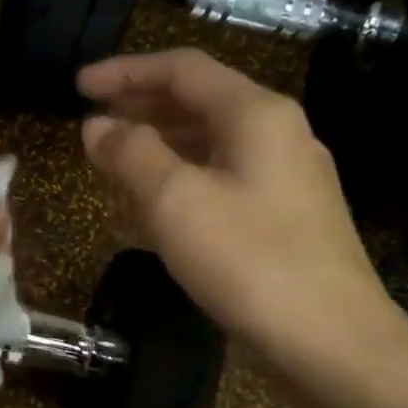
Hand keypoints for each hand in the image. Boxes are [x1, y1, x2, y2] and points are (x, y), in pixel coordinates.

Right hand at [79, 48, 400, 365]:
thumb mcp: (175, 201)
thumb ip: (130, 154)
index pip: (183, 69)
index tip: (78, 85)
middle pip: (198, 104)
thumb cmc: (248, 260)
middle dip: (140, 109)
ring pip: (208, 146)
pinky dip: (180, 185)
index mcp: (255, 114)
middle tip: (92, 124)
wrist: (329, 338)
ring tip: (112, 166)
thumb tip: (97, 126)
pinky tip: (152, 212)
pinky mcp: (284, 218)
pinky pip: (221, 183)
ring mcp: (285, 178)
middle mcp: (277, 134)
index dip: (125, 71)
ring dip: (157, 149)